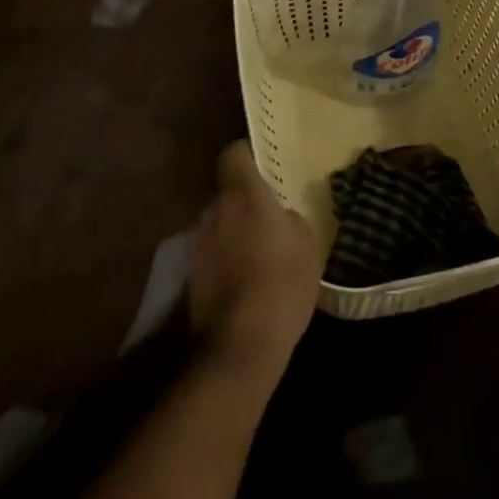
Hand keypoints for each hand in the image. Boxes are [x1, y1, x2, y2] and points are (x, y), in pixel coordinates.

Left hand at [188, 142, 320, 377]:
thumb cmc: (281, 283)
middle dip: (243, 201)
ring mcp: (198, 243)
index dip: (247, 156)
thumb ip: (289, 218)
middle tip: (268, 218)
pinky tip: (244, 281)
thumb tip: (280, 216)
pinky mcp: (191, 275)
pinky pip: (212, 252)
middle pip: (226, 192)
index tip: (264, 168)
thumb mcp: (306, 243)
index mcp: (242, 194)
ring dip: (233, 231)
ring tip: (257, 254)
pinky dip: (225, 259)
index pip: (233, 153)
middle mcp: (214, 210)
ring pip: (218, 223)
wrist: (241, 345)